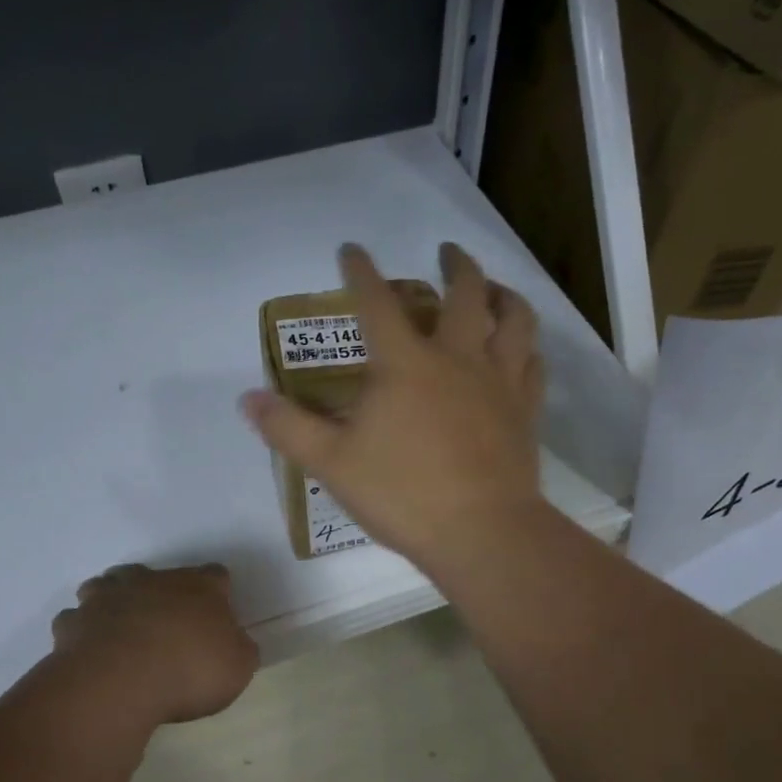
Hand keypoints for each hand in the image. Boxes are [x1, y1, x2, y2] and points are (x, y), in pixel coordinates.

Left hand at [50, 563, 258, 723]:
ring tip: (121, 630)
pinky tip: (89, 650)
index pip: (216, 575)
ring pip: (109, 585)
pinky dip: (83, 631)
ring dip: (115, 601)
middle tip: (166, 625)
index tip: (218, 615)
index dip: (218, 592)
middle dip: (160, 594)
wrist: (120, 681)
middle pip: (157, 574)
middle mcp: (152, 581)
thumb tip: (234, 643)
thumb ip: (240, 649)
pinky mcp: (74, 621)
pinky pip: (77, 620)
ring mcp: (108, 596)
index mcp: (199, 587)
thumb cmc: (189, 671)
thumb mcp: (238, 667)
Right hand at [241, 242, 547, 572]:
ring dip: (503, 294)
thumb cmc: (402, 494)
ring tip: (493, 289)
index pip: (377, 303)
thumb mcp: (332, 464)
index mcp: (404, 364)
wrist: (481, 532)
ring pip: (514, 319)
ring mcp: (498, 382)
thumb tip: (248, 398)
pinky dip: (525, 347)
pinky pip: (533, 364)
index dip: (361, 271)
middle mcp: (457, 358)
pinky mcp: (525, 411)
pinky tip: (520, 350)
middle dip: (455, 264)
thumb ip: (289, 428)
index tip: (351, 250)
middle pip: (465, 292)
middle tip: (447, 251)